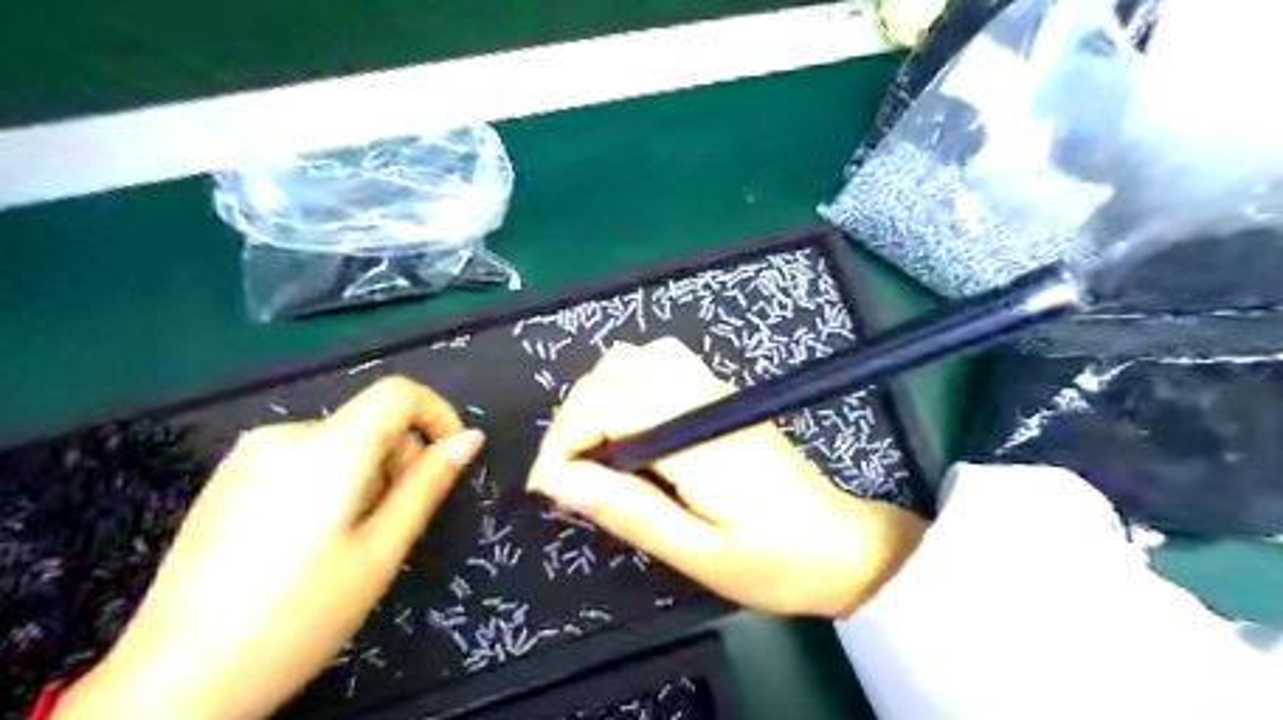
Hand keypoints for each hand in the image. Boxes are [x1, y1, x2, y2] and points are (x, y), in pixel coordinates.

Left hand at [53, 378, 489, 719]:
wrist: (173, 685)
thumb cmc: (299, 616)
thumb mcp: (381, 550)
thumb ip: (428, 484)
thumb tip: (471, 438)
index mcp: (328, 448)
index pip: (399, 392)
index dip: (437, 415)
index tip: (449, 461)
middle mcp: (284, 435)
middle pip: (369, 423)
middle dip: (398, 462)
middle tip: (389, 527)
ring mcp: (246, 457)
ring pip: (338, 444)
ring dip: (364, 478)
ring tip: (346, 543)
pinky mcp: (224, 481)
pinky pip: (301, 460)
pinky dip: (327, 485)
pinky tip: (305, 543)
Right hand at [526, 341, 927, 616]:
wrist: (843, 547)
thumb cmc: (775, 562)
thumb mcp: (696, 553)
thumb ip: (627, 510)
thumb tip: (558, 482)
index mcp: (695, 435)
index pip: (605, 406)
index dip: (562, 441)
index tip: (546, 487)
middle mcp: (702, 396)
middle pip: (612, 374)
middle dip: (572, 419)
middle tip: (564, 476)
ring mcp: (715, 388)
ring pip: (634, 358)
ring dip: (597, 395)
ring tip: (591, 448)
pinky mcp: (721, 393)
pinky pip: (660, 362)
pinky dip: (626, 383)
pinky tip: (628, 423)